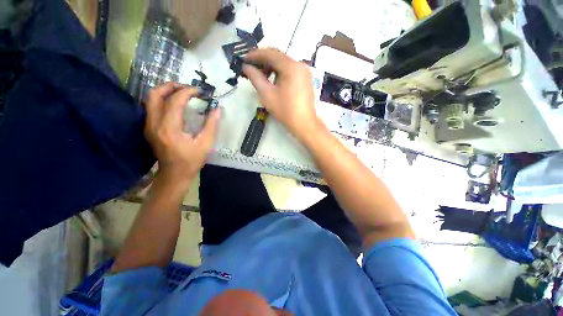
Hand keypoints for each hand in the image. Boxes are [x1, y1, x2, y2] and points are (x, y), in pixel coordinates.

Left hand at [144, 83, 219, 185]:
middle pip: (154, 95)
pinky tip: (175, 104)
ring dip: (165, 91)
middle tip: (187, 88)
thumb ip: (211, 125)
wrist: (174, 174)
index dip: (187, 92)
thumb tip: (217, 109)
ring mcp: (148, 126)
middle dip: (170, 86)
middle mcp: (154, 124)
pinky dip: (162, 100)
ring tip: (181, 93)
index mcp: (170, 129)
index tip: (199, 91)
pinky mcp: (148, 128)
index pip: (174, 101)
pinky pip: (151, 107)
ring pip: (150, 99)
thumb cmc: (191, 160)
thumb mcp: (206, 144)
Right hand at [243, 48, 321, 139]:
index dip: (255, 55)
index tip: (244, 59)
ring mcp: (304, 72)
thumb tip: (246, 67)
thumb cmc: (285, 111)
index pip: (270, 53)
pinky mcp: (305, 79)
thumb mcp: (267, 94)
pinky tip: (273, 81)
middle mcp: (300, 65)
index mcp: (291, 66)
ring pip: (284, 63)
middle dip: (263, 61)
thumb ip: (255, 78)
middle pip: (278, 57)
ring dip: (271, 67)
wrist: (304, 124)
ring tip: (260, 76)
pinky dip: (280, 72)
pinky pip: (290, 70)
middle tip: (251, 69)